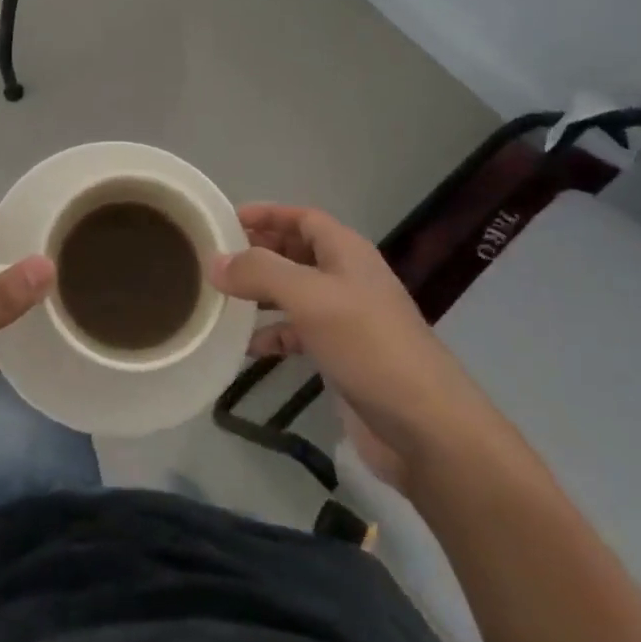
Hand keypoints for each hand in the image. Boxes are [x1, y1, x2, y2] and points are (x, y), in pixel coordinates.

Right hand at [212, 204, 495, 475]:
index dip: (268, 214)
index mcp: (347, 253)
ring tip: (223, 298)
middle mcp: (348, 279)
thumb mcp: (310, 298)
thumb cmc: (369, 346)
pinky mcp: (344, 357)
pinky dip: (274, 335)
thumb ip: (260, 273)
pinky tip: (249, 348)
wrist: (426, 428)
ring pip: (296, 293)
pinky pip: (300, 334)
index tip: (227, 219)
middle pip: (298, 252)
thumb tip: (215, 262)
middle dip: (261, 251)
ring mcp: (347, 320)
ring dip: (263, 293)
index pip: (303, 218)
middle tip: (219, 257)